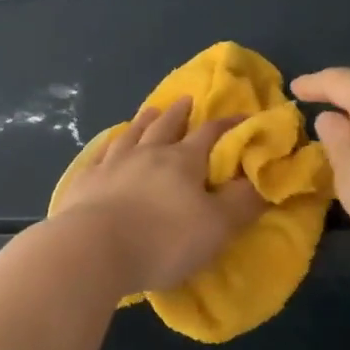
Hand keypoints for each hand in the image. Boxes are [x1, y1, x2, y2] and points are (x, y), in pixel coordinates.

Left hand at [52, 97, 265, 293]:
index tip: (242, 116)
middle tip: (187, 100)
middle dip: (180, 113)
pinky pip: (100, 154)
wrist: (93, 250)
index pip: (211, 134)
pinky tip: (109, 145)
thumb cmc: (163, 240)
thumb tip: (263, 178)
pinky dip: (109, 145)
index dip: (229, 124)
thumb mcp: (217, 227)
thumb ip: (242, 202)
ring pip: (132, 134)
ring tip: (151, 110)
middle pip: (166, 126)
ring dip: (144, 121)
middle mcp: (147, 153)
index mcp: (182, 161)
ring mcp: (112, 164)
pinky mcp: (86, 181)